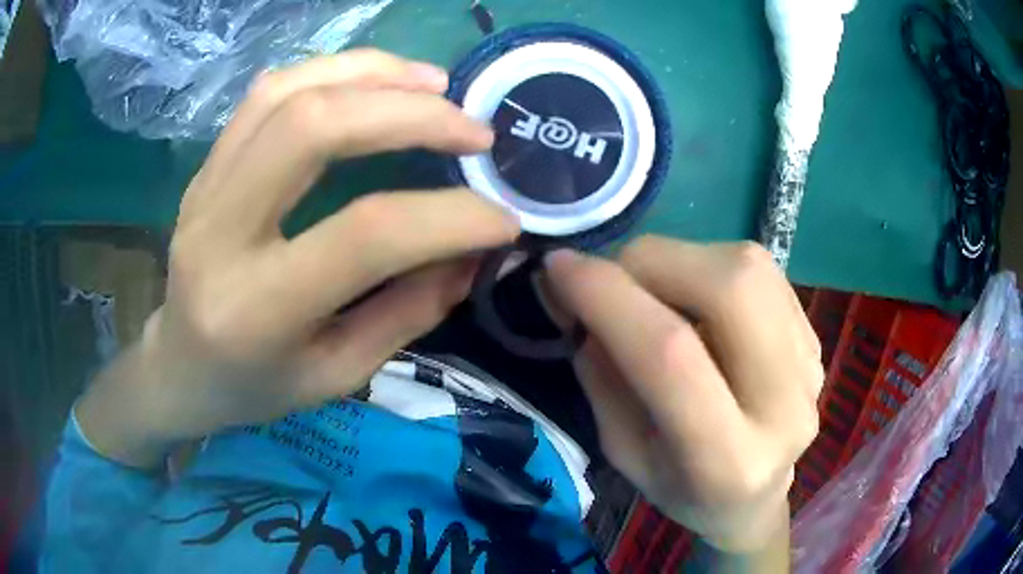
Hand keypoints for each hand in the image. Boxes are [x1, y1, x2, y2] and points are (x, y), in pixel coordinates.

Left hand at [76, 50, 519, 467]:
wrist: (178, 367)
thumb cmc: (254, 388)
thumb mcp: (336, 375)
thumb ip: (407, 311)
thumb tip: (474, 254)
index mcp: (255, 309)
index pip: (365, 236)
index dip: (449, 218)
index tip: (504, 217)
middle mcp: (219, 232)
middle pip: (313, 129)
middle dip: (409, 115)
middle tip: (474, 130)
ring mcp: (203, 188)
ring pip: (287, 92)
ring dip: (372, 74)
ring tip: (434, 85)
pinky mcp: (205, 167)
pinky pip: (265, 93)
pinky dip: (330, 72)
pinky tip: (374, 82)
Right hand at [545, 237, 822, 552]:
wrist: (755, 497)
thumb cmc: (681, 488)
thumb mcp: (624, 451)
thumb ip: (601, 374)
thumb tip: (575, 293)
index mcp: (727, 461)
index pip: (671, 357)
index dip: (609, 298)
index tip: (558, 267)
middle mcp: (785, 407)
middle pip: (730, 289)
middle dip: (652, 263)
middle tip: (612, 277)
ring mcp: (810, 367)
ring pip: (749, 267)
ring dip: (681, 259)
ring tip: (652, 288)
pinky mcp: (816, 338)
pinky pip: (762, 271)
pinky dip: (710, 267)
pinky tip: (695, 299)